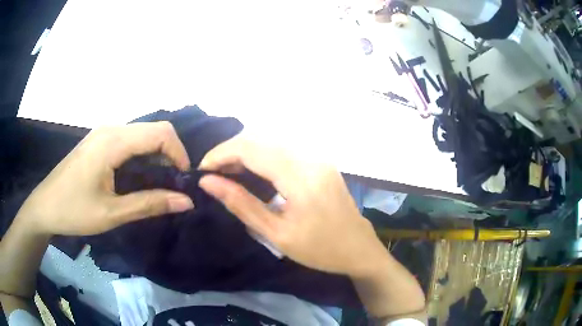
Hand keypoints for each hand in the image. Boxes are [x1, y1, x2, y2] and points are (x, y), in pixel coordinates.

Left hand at [16, 122, 194, 235]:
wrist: (44, 206)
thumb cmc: (74, 211)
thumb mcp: (112, 213)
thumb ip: (149, 204)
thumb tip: (186, 202)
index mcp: (112, 141)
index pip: (160, 133)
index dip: (179, 154)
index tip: (183, 182)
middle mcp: (110, 129)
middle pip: (154, 129)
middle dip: (171, 155)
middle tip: (173, 186)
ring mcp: (103, 133)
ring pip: (142, 134)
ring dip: (157, 155)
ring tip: (158, 184)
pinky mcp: (99, 141)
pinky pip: (130, 140)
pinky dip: (142, 155)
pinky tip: (139, 176)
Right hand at [198, 137, 387, 276]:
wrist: (359, 249)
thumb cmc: (319, 250)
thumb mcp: (276, 234)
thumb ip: (241, 204)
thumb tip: (208, 182)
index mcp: (300, 177)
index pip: (251, 149)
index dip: (221, 154)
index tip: (202, 170)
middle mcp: (310, 157)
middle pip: (259, 139)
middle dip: (230, 152)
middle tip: (212, 175)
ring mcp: (317, 157)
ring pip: (270, 142)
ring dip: (245, 153)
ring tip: (227, 175)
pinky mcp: (320, 162)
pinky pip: (284, 150)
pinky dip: (262, 157)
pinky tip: (252, 173)